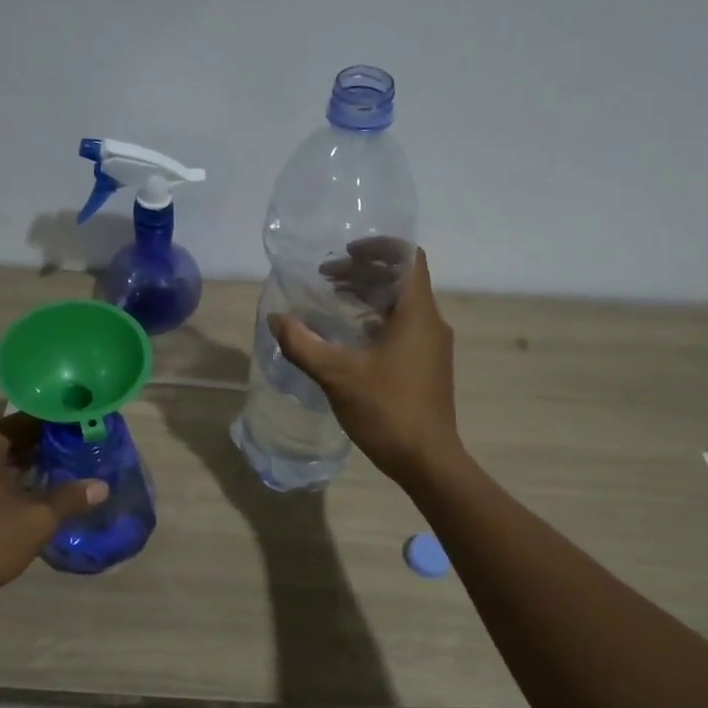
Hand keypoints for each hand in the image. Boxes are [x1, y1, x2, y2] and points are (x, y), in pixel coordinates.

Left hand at [0, 414, 107, 621]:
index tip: (90, 429)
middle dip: (50, 444)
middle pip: (17, 437)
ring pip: (5, 458)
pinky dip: (16, 479)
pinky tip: (42, 491)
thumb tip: (101, 486)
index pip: (31, 418)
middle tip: (86, 450)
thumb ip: (69, 498)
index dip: (63, 423)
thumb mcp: (35, 521)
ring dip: (34, 464)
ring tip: (71, 470)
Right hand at [269, 246, 460, 485]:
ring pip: (401, 305)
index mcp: (416, 314)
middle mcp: (430, 323)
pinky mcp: (427, 366)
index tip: (345, 252)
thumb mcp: (336, 375)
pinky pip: (403, 327)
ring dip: (368, 297)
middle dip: (363, 272)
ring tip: (333, 301)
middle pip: (400, 280)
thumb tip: (276, 319)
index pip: (407, 258)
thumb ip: (302, 344)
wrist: (427, 460)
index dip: (378, 247)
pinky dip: (376, 321)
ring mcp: (431, 346)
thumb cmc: (387, 410)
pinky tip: (350, 338)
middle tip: (326, 278)